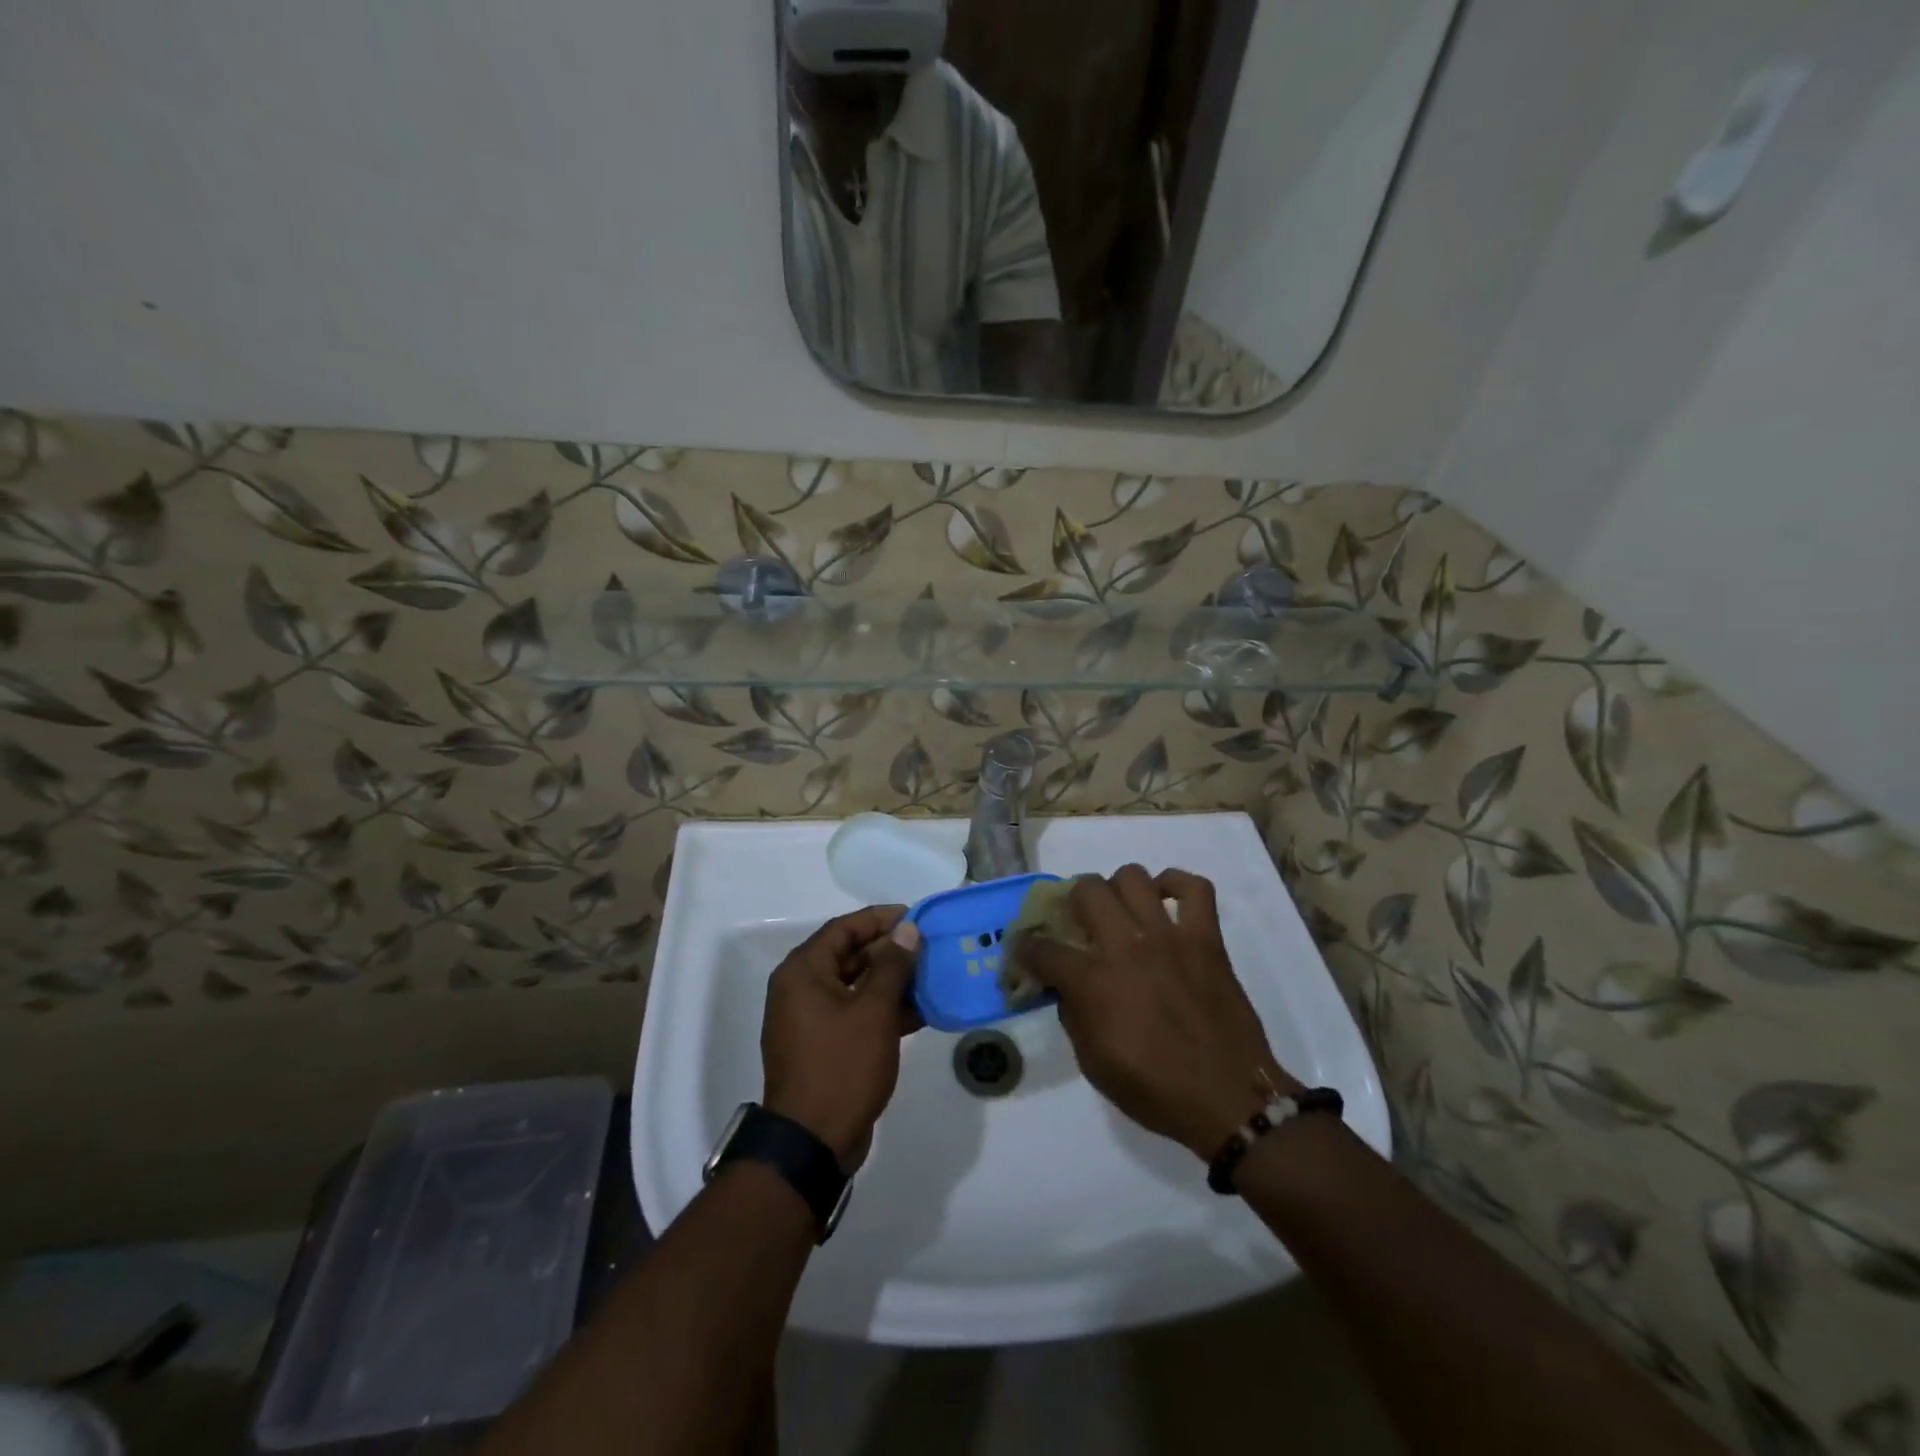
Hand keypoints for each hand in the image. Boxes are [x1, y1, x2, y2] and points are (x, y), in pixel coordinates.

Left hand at [761, 906, 921, 1171]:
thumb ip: (893, 966)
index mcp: (803, 972)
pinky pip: (856, 1014)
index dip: (880, 919)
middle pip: (850, 955)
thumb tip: (907, 930)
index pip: (844, 928)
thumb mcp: (873, 1012)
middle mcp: (801, 989)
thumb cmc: (841, 1067)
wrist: (812, 1143)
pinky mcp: (824, 1046)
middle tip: (928, 948)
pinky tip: (920, 1012)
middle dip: (890, 951)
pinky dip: (884, 1010)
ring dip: (891, 982)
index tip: (915, 917)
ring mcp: (811, 1020)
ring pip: (856, 986)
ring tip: (931, 977)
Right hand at [1017, 866, 1298, 1159]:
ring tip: (1122, 911)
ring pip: (1133, 877)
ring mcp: (1169, 937)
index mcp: (1092, 982)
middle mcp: (1126, 947)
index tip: (1025, 951)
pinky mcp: (1206, 938)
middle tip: (1080, 922)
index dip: (1025, 948)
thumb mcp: (1093, 1064)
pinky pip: (1195, 888)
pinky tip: (1166, 899)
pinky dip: (1177, 884)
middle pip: (1087, 889)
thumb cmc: (1155, 1090)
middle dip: (1073, 901)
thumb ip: (1073, 1016)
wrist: (1229, 1100)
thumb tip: (1066, 988)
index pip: (1042, 948)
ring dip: (1118, 889)